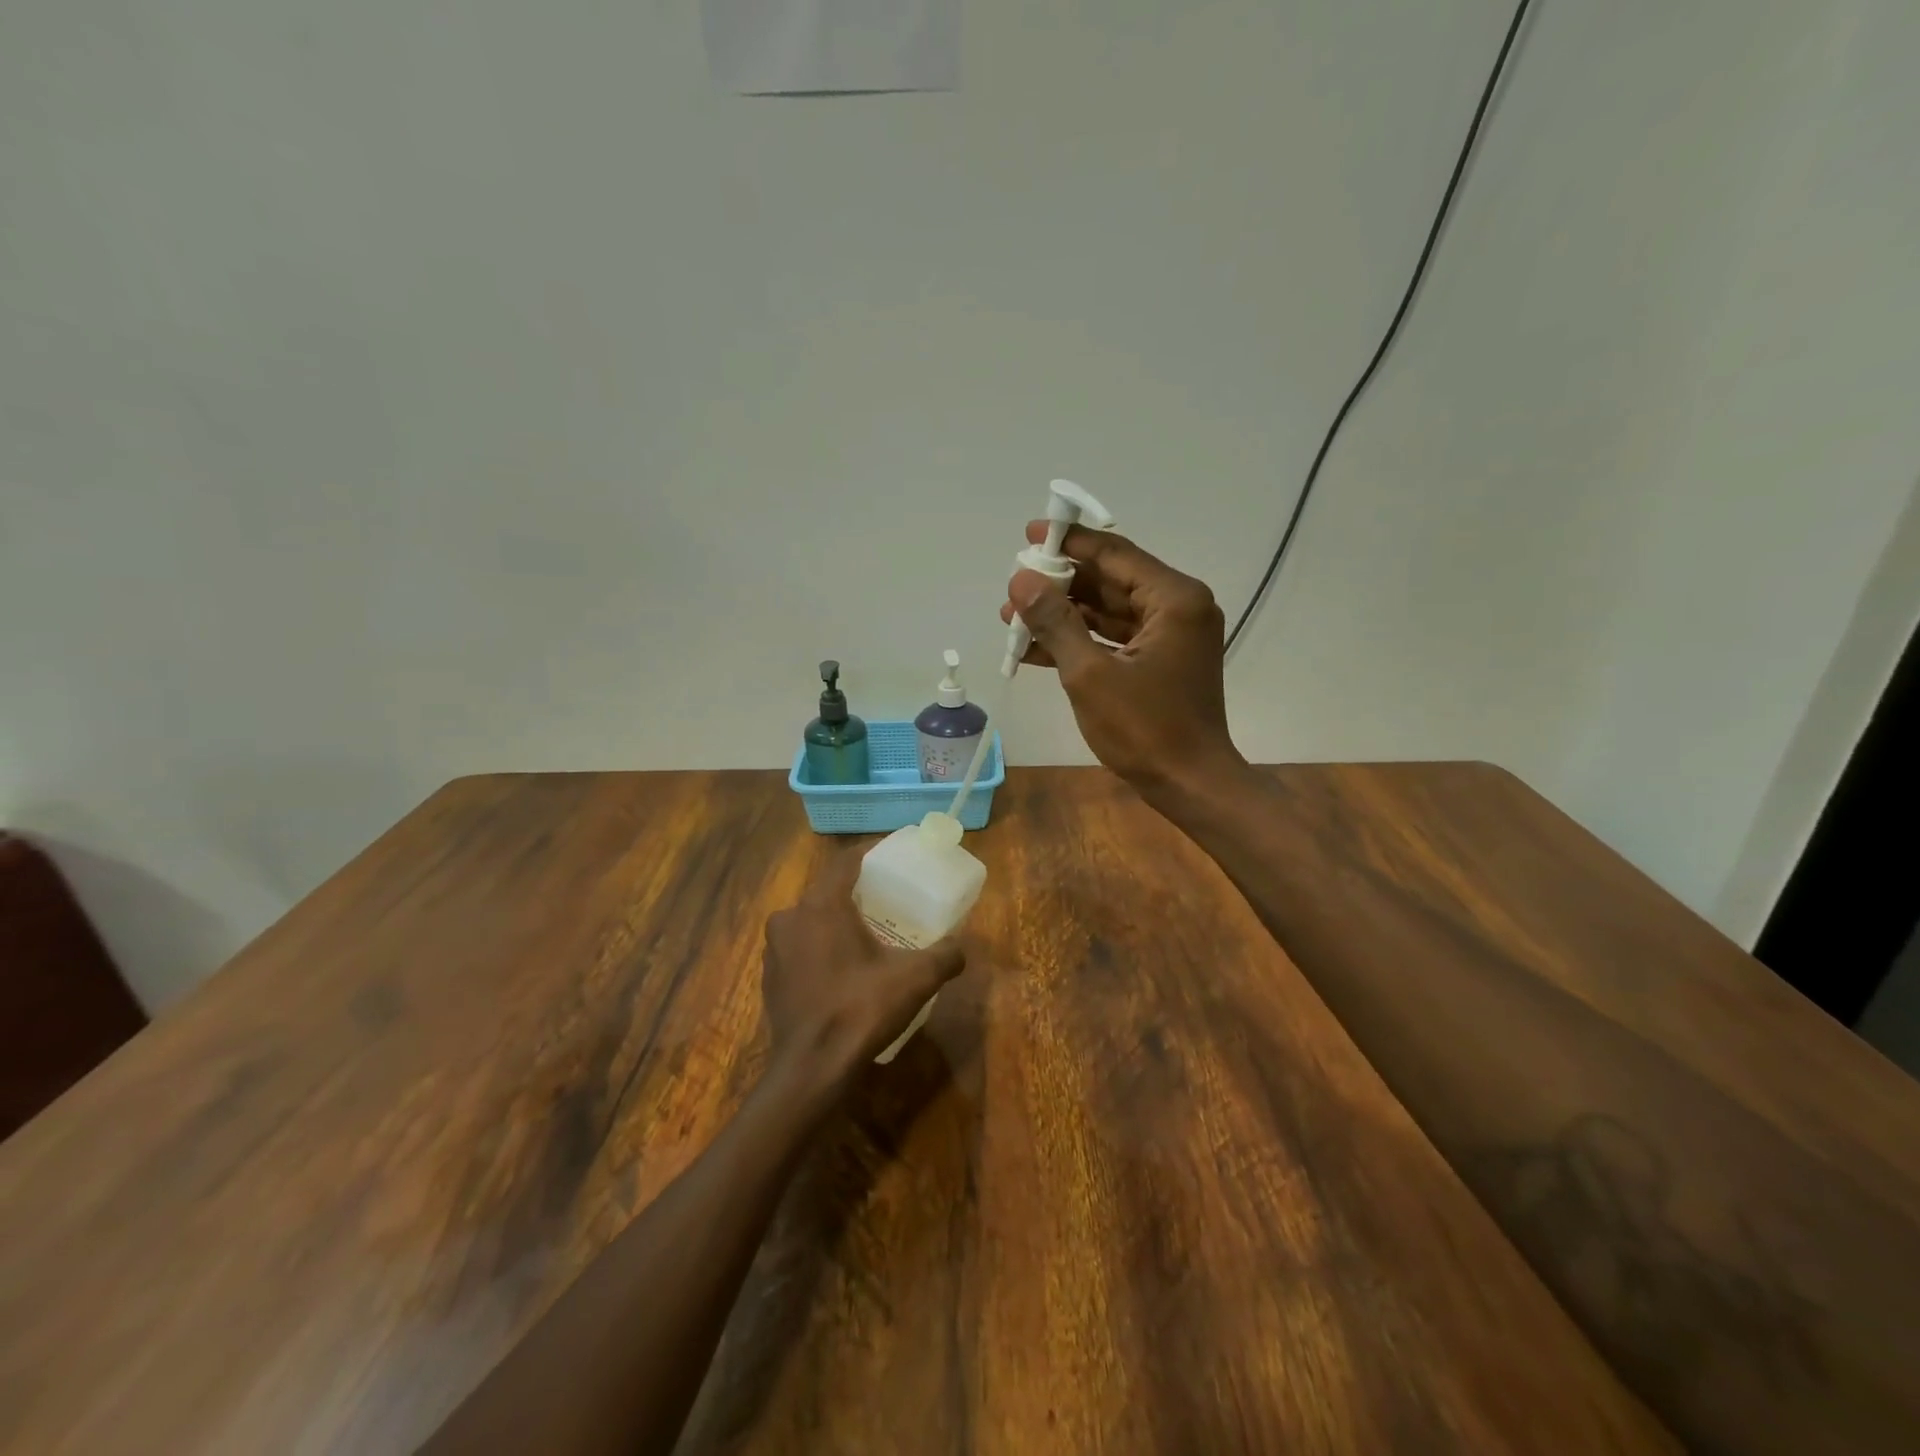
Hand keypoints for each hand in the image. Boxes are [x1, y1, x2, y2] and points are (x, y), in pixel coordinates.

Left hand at [761, 852, 965, 1090]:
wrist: (812, 1068)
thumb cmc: (861, 1009)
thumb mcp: (914, 979)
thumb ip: (944, 956)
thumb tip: (962, 947)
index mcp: (822, 905)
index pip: (845, 862)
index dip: (868, 853)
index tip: (890, 856)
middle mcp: (791, 917)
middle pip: (826, 891)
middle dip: (855, 892)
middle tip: (885, 900)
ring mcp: (775, 950)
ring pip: (810, 920)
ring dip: (834, 922)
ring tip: (865, 935)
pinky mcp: (769, 978)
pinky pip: (799, 949)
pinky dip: (819, 949)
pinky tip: (841, 970)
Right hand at [1002, 521, 1246, 798]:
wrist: (1190, 784)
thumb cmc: (1145, 729)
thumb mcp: (1090, 673)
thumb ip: (1055, 621)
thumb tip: (1021, 580)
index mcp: (1174, 599)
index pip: (1115, 554)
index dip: (1069, 543)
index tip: (1029, 535)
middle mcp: (1178, 608)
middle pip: (1111, 581)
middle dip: (1060, 585)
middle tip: (1014, 587)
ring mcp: (1170, 636)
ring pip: (1108, 612)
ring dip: (1063, 615)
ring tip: (1013, 620)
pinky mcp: (1159, 662)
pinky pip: (1113, 639)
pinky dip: (1079, 642)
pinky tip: (1034, 649)